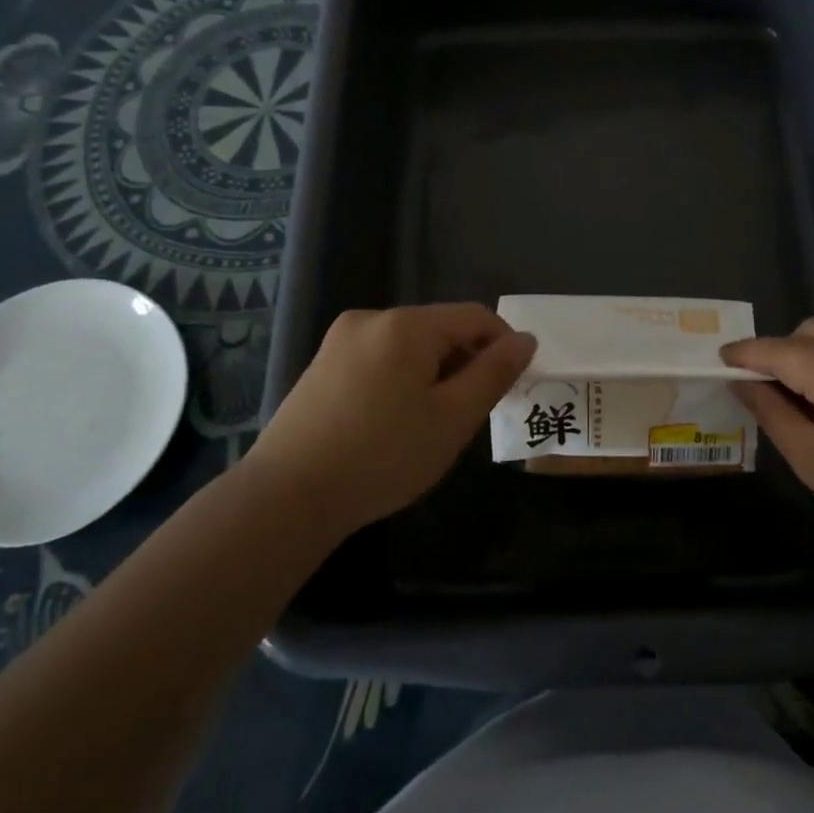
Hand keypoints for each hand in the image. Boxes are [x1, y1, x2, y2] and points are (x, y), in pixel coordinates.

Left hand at [247, 304, 534, 537]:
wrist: (288, 496)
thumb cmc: (383, 456)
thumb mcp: (453, 418)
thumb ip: (494, 373)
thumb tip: (525, 339)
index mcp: (406, 325)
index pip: (475, 316)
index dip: (503, 345)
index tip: (511, 387)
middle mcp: (372, 319)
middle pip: (440, 328)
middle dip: (466, 362)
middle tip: (470, 414)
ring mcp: (340, 341)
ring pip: (410, 346)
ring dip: (435, 373)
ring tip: (432, 424)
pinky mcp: (322, 365)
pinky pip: (380, 359)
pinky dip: (402, 380)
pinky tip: (394, 422)